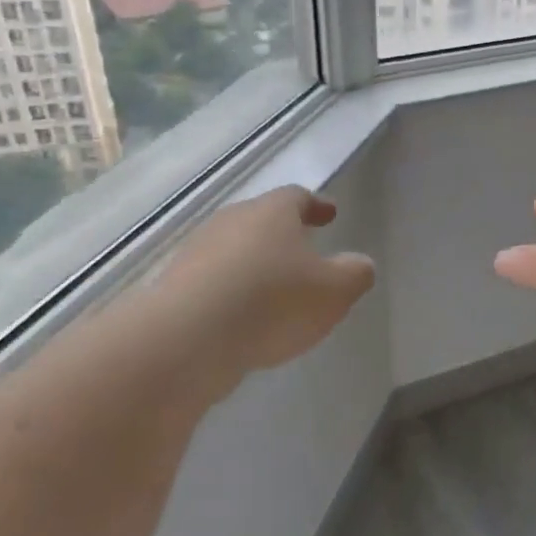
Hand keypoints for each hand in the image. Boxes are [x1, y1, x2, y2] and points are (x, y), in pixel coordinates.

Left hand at [140, 185, 375, 375]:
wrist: (186, 339)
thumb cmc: (272, 302)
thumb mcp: (334, 292)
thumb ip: (355, 274)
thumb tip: (360, 264)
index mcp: (272, 212)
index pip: (298, 197)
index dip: (316, 205)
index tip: (330, 214)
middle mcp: (232, 221)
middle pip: (262, 220)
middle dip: (284, 235)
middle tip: (305, 252)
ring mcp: (197, 253)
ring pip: (235, 251)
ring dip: (256, 265)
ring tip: (275, 291)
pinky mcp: (175, 287)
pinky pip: (214, 282)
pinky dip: (233, 293)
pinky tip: (244, 318)